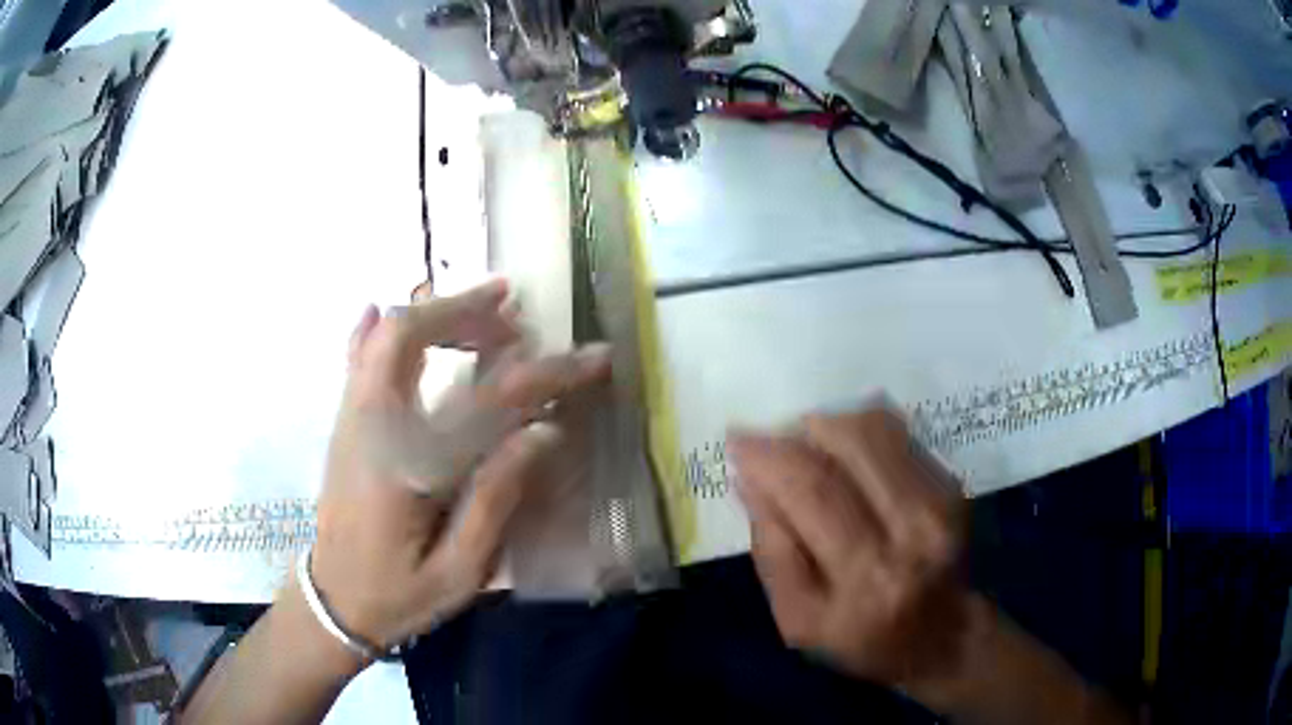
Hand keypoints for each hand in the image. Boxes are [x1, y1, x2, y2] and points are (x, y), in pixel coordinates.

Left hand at [311, 280, 610, 656]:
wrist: (333, 602)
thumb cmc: (398, 594)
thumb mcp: (458, 571)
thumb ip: (495, 499)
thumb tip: (543, 432)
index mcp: (407, 467)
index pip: (486, 401)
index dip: (546, 374)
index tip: (594, 357)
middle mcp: (371, 426)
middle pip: (408, 336)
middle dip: (465, 311)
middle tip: (515, 312)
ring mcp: (350, 419)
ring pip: (383, 337)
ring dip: (435, 313)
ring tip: (484, 311)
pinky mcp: (344, 424)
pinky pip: (356, 358)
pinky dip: (374, 328)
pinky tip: (380, 308)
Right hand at [728, 409, 970, 691]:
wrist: (941, 634)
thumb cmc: (862, 637)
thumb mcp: (798, 618)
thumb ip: (772, 552)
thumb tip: (750, 481)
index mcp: (867, 575)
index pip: (811, 490)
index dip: (770, 455)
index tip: (737, 438)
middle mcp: (911, 526)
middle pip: (849, 442)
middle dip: (798, 429)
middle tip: (771, 439)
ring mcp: (939, 498)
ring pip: (875, 428)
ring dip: (830, 426)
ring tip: (807, 448)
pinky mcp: (951, 481)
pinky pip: (896, 433)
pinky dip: (859, 435)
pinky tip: (845, 459)